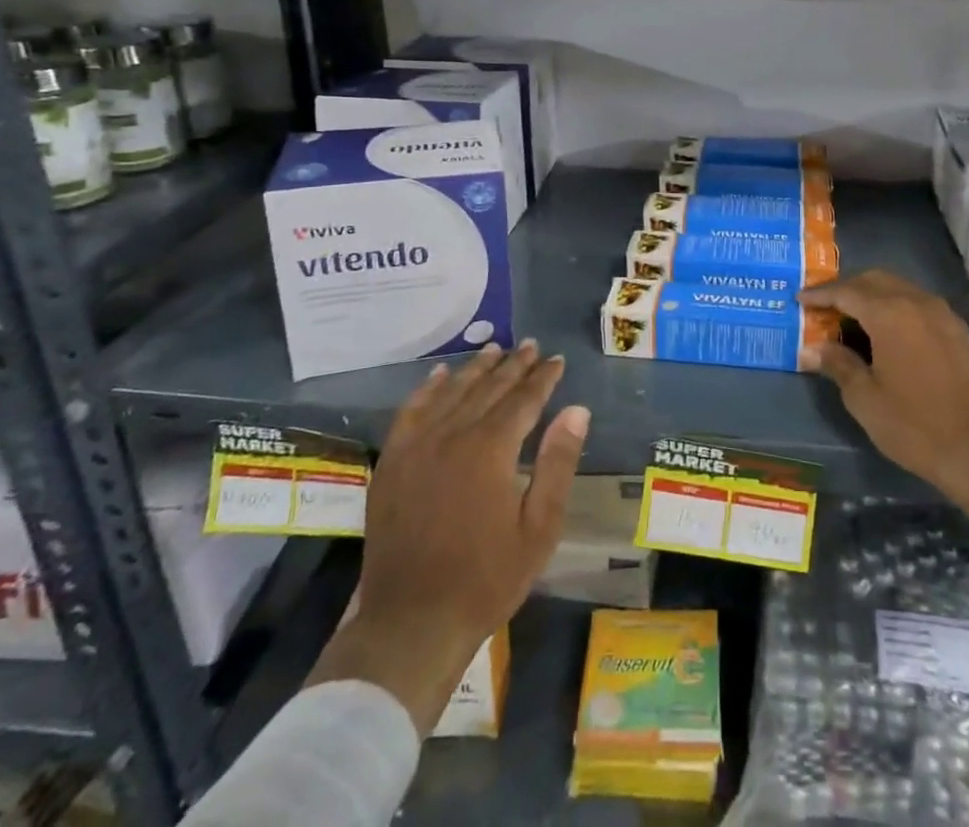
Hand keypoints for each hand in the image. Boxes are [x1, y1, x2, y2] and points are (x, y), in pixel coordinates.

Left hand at [307, 340, 589, 733]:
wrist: (411, 622)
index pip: (523, 399)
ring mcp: (416, 446)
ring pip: (451, 392)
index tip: (557, 360)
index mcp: (491, 449)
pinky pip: (411, 411)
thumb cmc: (486, 579)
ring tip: (495, 349)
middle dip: (514, 365)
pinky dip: (428, 389)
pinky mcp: (392, 463)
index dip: (543, 378)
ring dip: (476, 369)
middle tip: (531, 346)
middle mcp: (452, 435)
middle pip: (488, 388)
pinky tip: (440, 375)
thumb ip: (557, 463)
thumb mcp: (539, 528)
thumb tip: (576, 410)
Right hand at [799, 270, 968, 568]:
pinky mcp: (957, 331)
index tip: (799, 300)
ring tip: (849, 318)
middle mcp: (916, 302)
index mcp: (890, 313)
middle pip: (874, 279)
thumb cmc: (917, 426)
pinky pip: (917, 303)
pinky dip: (894, 306)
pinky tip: (884, 332)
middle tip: (822, 306)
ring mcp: (942, 314)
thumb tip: (811, 349)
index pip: (846, 291)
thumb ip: (837, 365)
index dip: (820, 294)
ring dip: (871, 295)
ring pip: (898, 288)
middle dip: (846, 288)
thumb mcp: (866, 399)